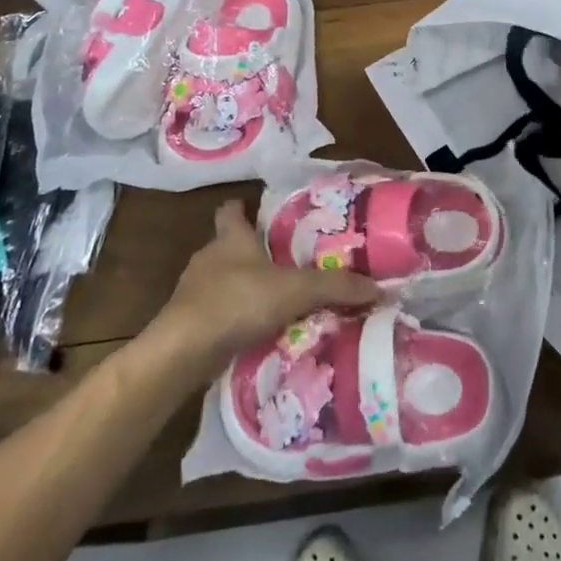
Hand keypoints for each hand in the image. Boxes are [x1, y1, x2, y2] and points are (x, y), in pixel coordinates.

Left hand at [152, 202, 380, 369]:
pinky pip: (217, 311)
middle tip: (288, 262)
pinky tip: (256, 332)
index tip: (266, 212)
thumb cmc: (236, 302)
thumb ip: (335, 286)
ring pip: (223, 279)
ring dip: (245, 287)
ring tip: (277, 301)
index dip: (246, 208)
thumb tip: (379, 286)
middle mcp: (209, 257)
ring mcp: (194, 291)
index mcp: (230, 237)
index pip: (232, 209)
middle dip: (254, 252)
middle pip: (230, 245)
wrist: (181, 352)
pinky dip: (235, 317)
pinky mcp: (188, 322)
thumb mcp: (294, 290)